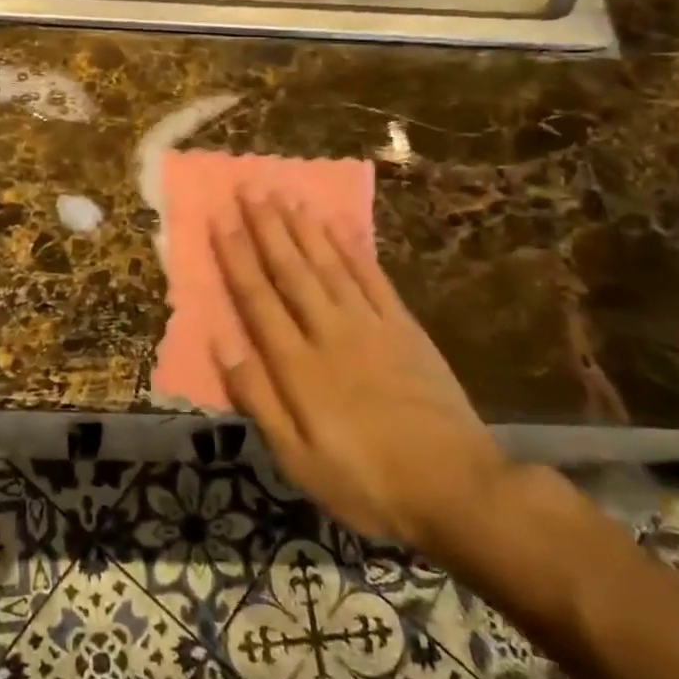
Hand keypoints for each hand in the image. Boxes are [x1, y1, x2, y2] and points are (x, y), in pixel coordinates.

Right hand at [214, 193, 511, 555]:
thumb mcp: (298, 459)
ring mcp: (371, 326)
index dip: (237, 258)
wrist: (458, 489)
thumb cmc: (366, 482)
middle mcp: (329, 332)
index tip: (221, 220)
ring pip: (329, 265)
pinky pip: (373, 279)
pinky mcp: (405, 329)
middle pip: (292, 270)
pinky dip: (353, 250)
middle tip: (251, 188)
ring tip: (286, 196)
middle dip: (268, 227)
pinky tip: (339, 227)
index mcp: (298, 365)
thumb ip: (259, 399)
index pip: (258, 299)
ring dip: (304, 229)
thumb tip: (222, 345)